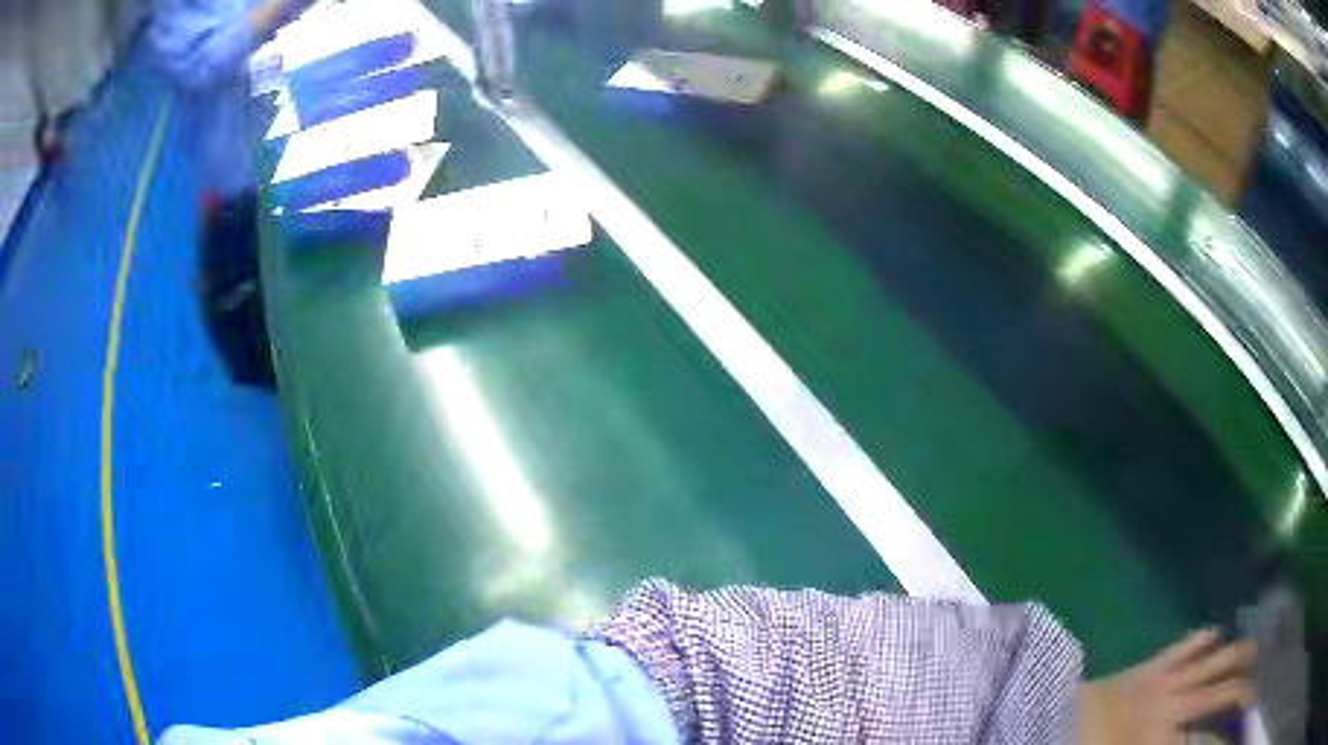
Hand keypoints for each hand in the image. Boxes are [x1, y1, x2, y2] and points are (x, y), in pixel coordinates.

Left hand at [1082, 628, 1255, 744]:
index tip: (1236, 726)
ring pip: (1221, 655)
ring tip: (1253, 659)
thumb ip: (1170, 744)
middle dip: (1246, 691)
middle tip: (1252, 696)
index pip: (1207, 734)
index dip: (1226, 730)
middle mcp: (1174, 704)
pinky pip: (1192, 641)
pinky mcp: (1155, 661)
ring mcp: (1167, 677)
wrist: (1049, 722)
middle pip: (1227, 690)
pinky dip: (1209, 639)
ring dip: (1241, 656)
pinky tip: (1218, 639)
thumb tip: (1190, 737)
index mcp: (1162, 739)